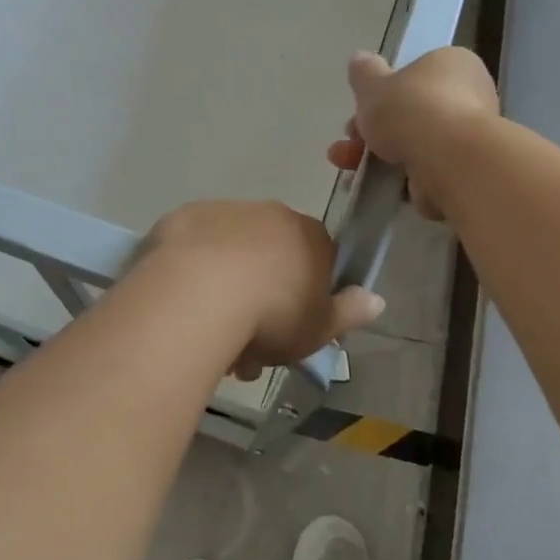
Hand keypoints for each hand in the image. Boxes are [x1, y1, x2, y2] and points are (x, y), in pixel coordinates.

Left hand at [142, 201, 384, 380]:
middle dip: (262, 298)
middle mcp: (269, 213)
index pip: (318, 258)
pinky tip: (183, 305)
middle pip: (271, 256)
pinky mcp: (182, 218)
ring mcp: (223, 211)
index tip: (291, 331)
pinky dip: (192, 272)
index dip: (305, 296)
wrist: (199, 293)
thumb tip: (376, 299)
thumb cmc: (271, 314)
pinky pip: (193, 250)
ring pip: (230, 253)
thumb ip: (349, 313)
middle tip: (247, 348)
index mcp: (308, 234)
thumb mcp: (319, 328)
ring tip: (210, 337)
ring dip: (226, 287)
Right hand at [326, 48, 499, 220]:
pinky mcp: (466, 170)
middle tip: (349, 142)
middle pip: (412, 112)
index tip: (360, 110)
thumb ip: (364, 73)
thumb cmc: (412, 111)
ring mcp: (469, 136)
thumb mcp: (373, 85)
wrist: (449, 161)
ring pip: (415, 144)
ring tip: (347, 167)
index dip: (383, 93)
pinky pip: (425, 170)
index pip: (416, 75)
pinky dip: (401, 178)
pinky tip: (376, 184)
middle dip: (374, 130)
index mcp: (453, 63)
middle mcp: (470, 95)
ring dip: (379, 156)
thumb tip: (359, 59)